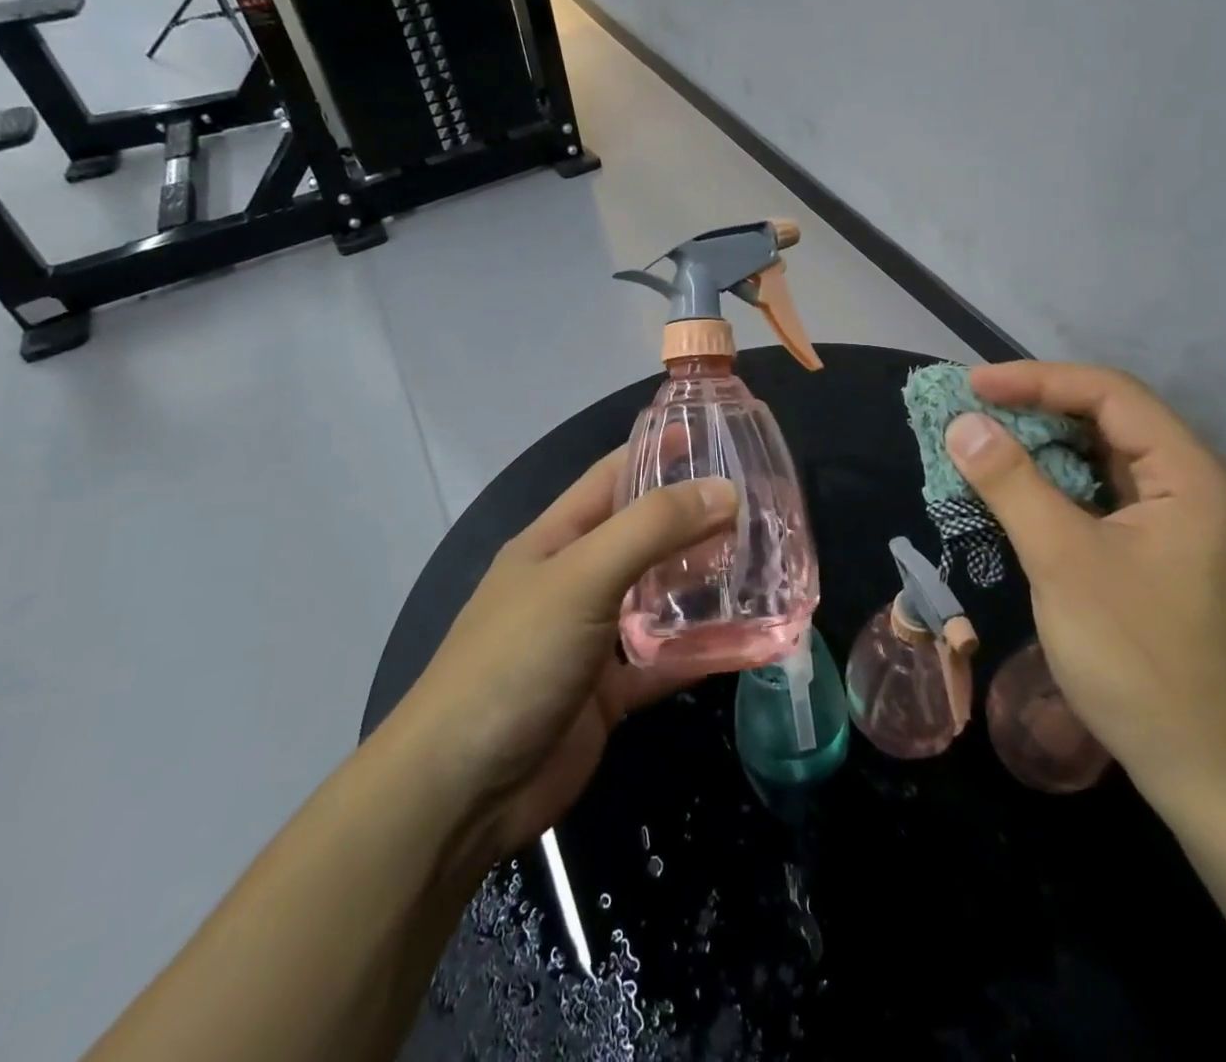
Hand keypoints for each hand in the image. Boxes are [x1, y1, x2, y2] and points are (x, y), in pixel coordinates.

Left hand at [405, 450, 735, 860]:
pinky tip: (750, 642)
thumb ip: (653, 529)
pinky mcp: (609, 692)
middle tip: (762, 508)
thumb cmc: (515, 659)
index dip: (659, 450)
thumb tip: (724, 490)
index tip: (716, 436)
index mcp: (557, 539)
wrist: (461, 791)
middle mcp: (576, 579)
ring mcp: (592, 637)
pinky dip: (702, 652)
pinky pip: (665, 660)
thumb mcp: (583, 577)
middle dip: (696, 520)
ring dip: (704, 584)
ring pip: (658, 598)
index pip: (613, 475)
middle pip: (644, 536)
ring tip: (764, 566)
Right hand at [945, 363, 1225, 810]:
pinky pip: (1112, 502)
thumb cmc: (1143, 661)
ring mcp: (1191, 526)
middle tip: (973, 415)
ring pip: (1110, 465)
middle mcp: (1201, 487)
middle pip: (1113, 423)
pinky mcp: (1175, 560)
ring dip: (1048, 452)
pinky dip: (1064, 491)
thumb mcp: (1064, 562)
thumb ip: (1011, 483)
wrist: (1224, 779)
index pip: (1110, 395)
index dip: (1036, 380)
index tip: (973, 385)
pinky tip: (1026, 499)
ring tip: (987, 448)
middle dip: (1038, 413)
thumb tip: (963, 425)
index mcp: (1193, 475)